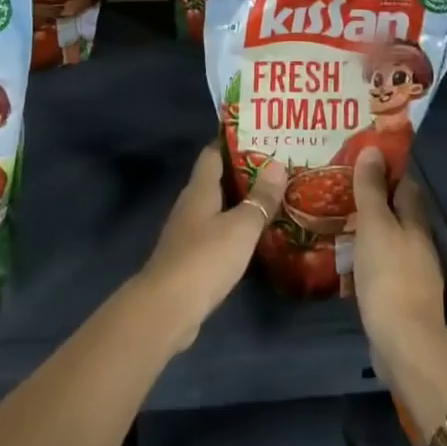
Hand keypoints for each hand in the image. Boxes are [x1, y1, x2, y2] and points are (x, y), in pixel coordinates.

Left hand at [134, 143, 287, 354]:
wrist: (167, 308)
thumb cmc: (205, 258)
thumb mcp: (241, 227)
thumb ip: (260, 199)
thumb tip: (277, 165)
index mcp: (199, 189)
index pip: (213, 153)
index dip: (234, 143)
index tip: (262, 137)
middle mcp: (191, 205)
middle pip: (217, 180)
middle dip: (245, 173)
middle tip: (279, 169)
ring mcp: (188, 233)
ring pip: (218, 208)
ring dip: (241, 203)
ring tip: (274, 199)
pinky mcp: (190, 258)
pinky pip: (216, 233)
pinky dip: (235, 230)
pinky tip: (256, 237)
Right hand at [347, 147, 446, 381]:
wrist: (402, 340)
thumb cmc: (388, 274)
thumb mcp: (375, 225)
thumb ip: (372, 189)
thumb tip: (373, 149)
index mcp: (415, 223)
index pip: (405, 185)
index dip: (387, 170)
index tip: (361, 159)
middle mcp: (418, 244)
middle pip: (397, 213)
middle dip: (374, 199)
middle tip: (340, 188)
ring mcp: (411, 272)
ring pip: (388, 239)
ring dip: (368, 229)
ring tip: (337, 219)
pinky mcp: (399, 296)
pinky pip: (380, 265)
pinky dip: (365, 256)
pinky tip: (345, 258)